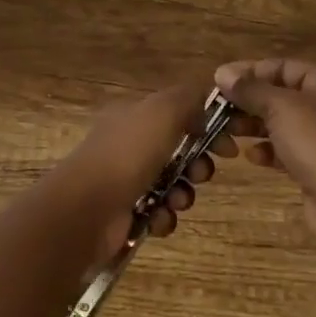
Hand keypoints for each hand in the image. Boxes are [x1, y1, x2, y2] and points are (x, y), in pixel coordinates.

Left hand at [48, 81, 229, 273]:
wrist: (87, 209)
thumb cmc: (128, 154)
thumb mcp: (163, 111)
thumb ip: (189, 98)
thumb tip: (206, 104)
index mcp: (134, 115)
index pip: (178, 114)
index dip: (207, 127)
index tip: (228, 147)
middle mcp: (128, 144)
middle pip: (179, 151)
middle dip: (198, 165)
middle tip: (201, 174)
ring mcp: (125, 179)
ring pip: (172, 184)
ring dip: (182, 194)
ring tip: (176, 200)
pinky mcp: (125, 213)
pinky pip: (158, 213)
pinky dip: (163, 217)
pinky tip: (157, 218)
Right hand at [215, 59, 315, 247]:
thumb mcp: (280, 107)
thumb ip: (250, 88)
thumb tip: (222, 72)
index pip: (284, 66)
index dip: (250, 71)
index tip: (219, 81)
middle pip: (282, 95)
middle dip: (249, 101)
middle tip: (217, 110)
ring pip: (283, 124)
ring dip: (254, 126)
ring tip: (228, 132)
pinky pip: (288, 151)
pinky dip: (268, 151)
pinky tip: (251, 157)